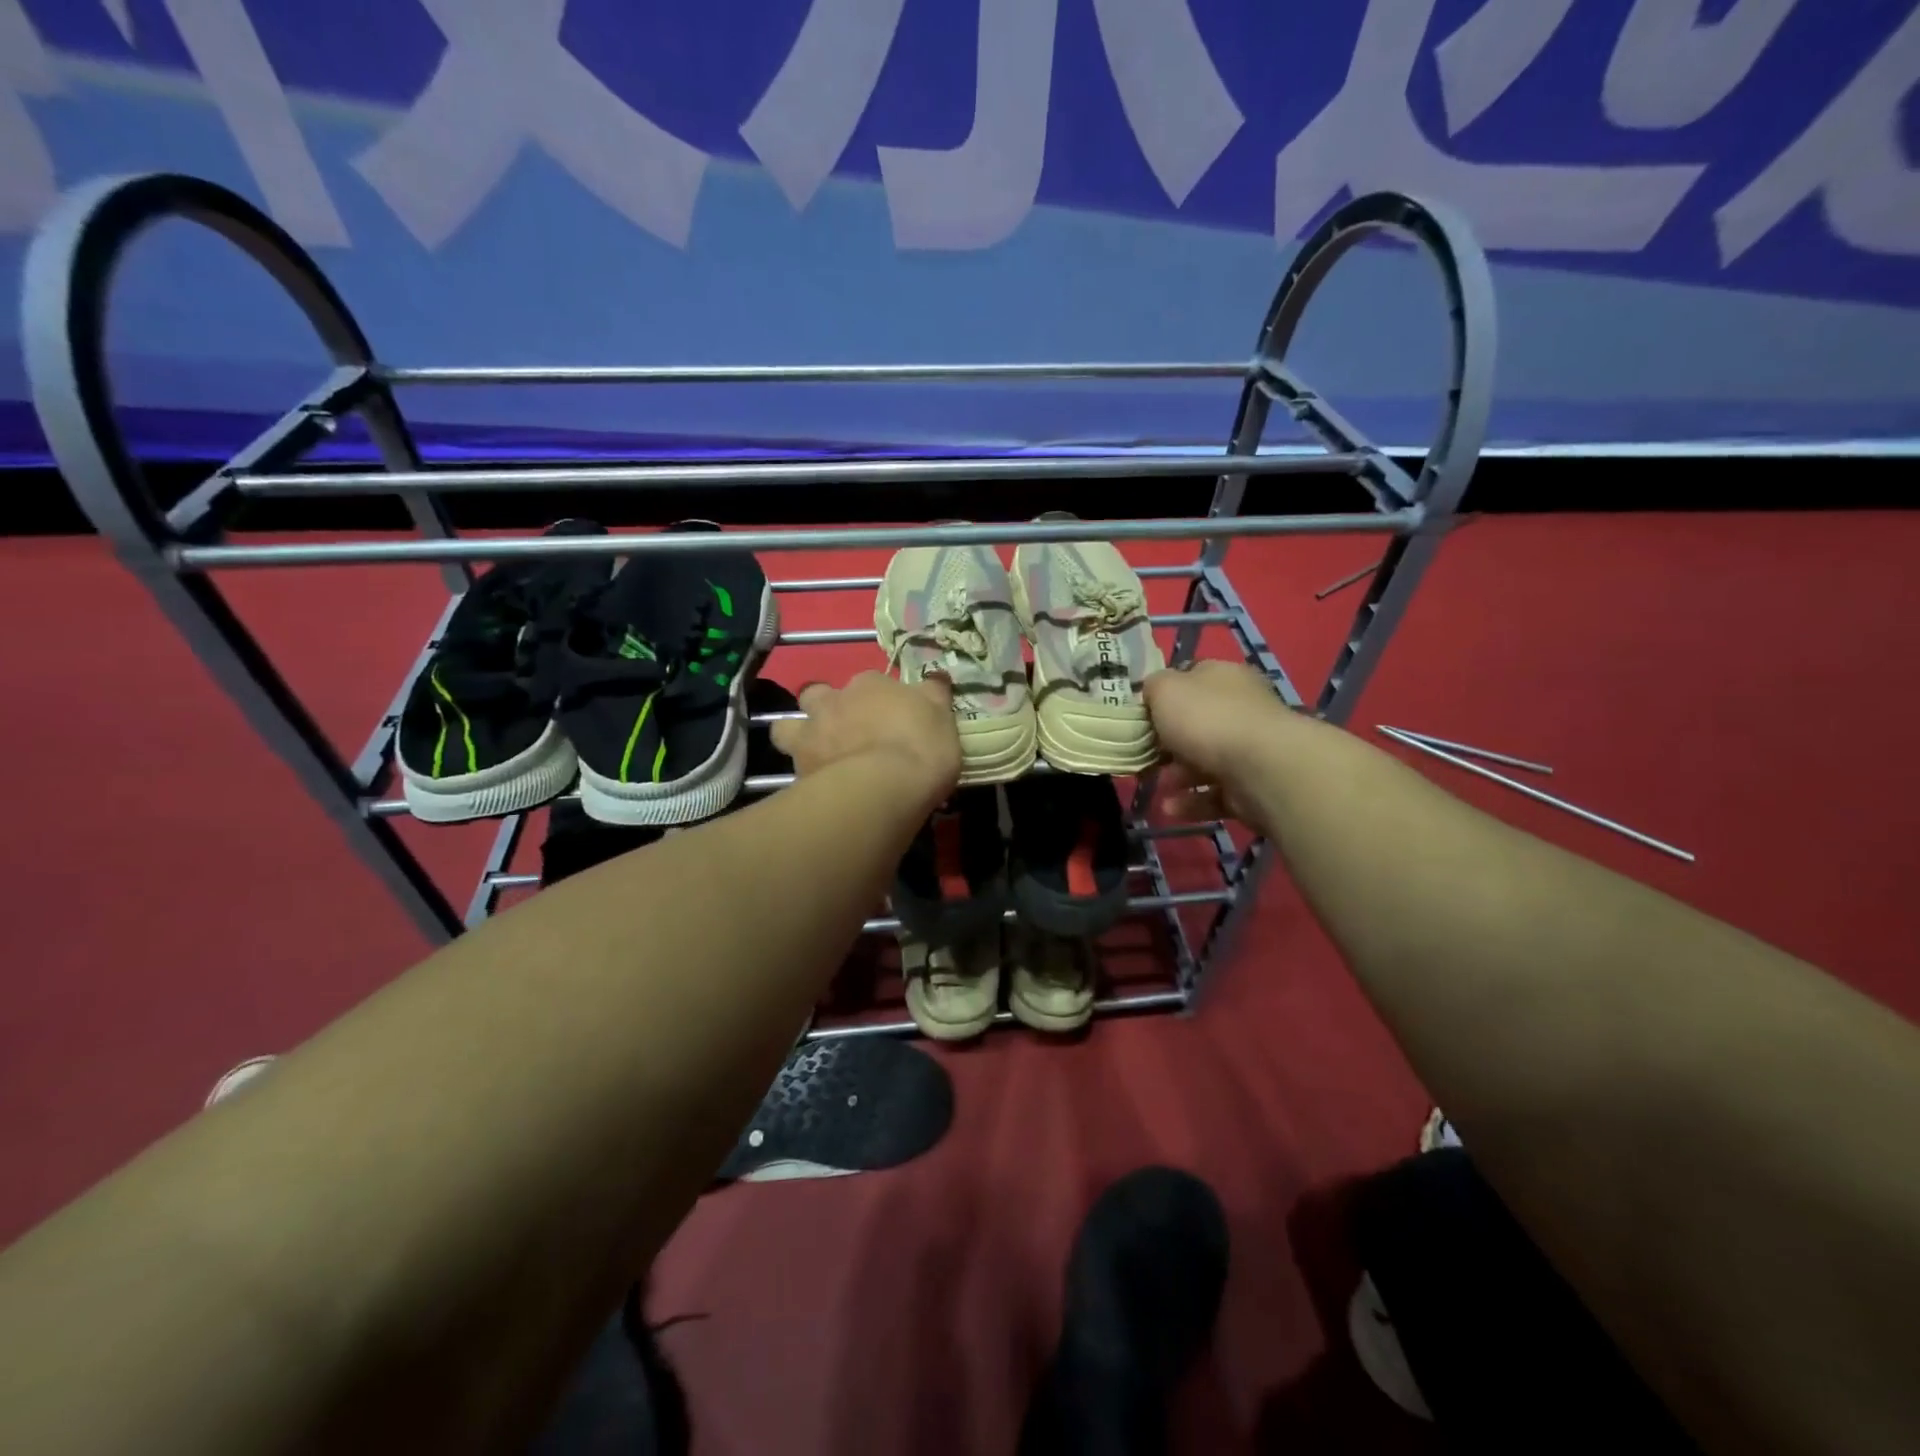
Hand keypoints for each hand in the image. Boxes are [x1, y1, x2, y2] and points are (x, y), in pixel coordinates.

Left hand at [770, 671, 960, 808]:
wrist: (883, 789)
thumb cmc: (919, 747)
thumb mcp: (941, 715)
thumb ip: (934, 693)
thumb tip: (936, 675)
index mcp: (869, 684)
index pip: (872, 681)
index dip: (880, 698)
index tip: (892, 716)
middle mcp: (833, 702)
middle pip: (818, 695)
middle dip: (826, 707)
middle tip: (845, 730)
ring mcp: (810, 735)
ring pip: (787, 727)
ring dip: (798, 735)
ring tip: (816, 754)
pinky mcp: (797, 770)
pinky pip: (791, 768)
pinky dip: (802, 773)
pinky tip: (816, 786)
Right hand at [1143, 660, 1291, 823]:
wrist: (1260, 768)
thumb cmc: (1207, 719)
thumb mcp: (1165, 689)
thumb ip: (1153, 687)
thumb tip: (1153, 692)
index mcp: (1224, 678)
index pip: (1192, 678)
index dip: (1165, 695)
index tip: (1142, 716)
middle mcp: (1242, 709)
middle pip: (1198, 724)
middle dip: (1168, 743)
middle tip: (1146, 755)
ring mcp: (1251, 750)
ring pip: (1206, 762)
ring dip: (1177, 776)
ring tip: (1157, 786)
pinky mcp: (1254, 787)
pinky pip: (1216, 794)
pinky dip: (1192, 802)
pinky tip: (1171, 809)